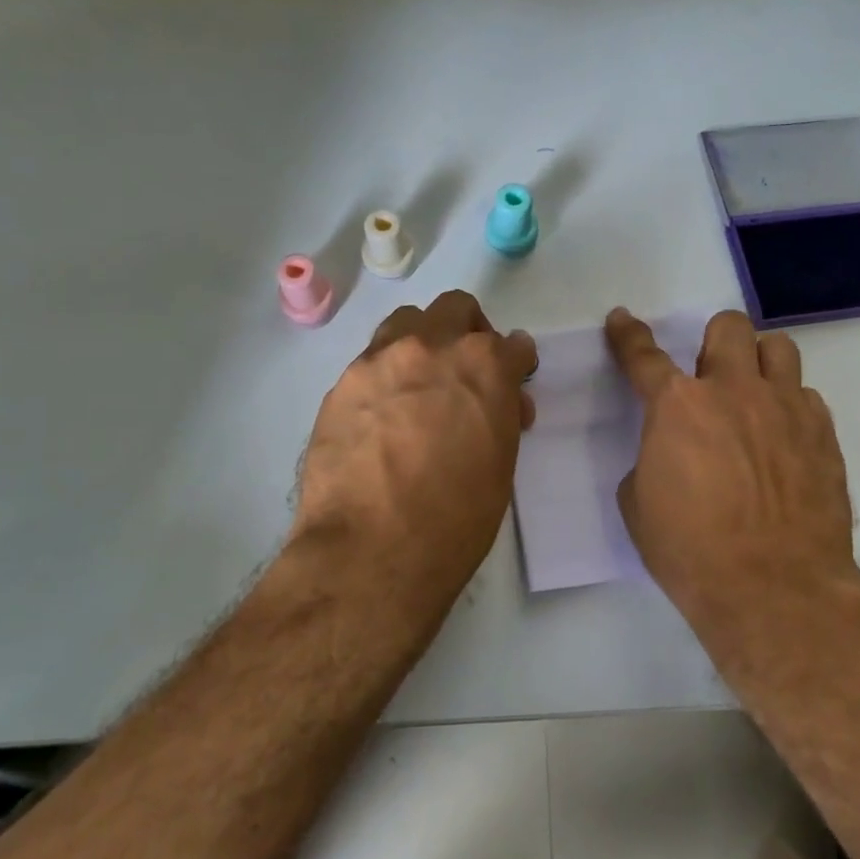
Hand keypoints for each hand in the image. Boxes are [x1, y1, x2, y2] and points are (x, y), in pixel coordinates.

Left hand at [291, 291, 536, 620]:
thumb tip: (495, 403)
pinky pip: (372, 361)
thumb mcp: (500, 464)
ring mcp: (380, 360)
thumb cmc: (455, 518)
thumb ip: (500, 416)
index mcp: (485, 367)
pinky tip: (382, 416)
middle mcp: (432, 347)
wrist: (373, 549)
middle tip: (467, 372)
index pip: (514, 344)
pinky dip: (387, 375)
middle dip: (470, 332)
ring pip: (407, 321)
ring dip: (423, 341)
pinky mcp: (342, 383)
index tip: (513, 381)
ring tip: (420, 383)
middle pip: (456, 309)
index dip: (517, 363)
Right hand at [606, 307, 858, 623]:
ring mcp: (785, 407)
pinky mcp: (823, 433)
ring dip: (759, 363)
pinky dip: (789, 407)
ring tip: (754, 395)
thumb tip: (671, 453)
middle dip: (713, 342)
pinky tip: (783, 440)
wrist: (774, 588)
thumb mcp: (640, 505)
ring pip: (779, 348)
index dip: (628, 334)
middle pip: (728, 327)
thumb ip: (652, 459)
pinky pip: (806, 396)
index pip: (644, 356)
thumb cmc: (691, 552)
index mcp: (678, 406)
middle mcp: (734, 391)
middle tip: (709, 376)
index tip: (622, 319)